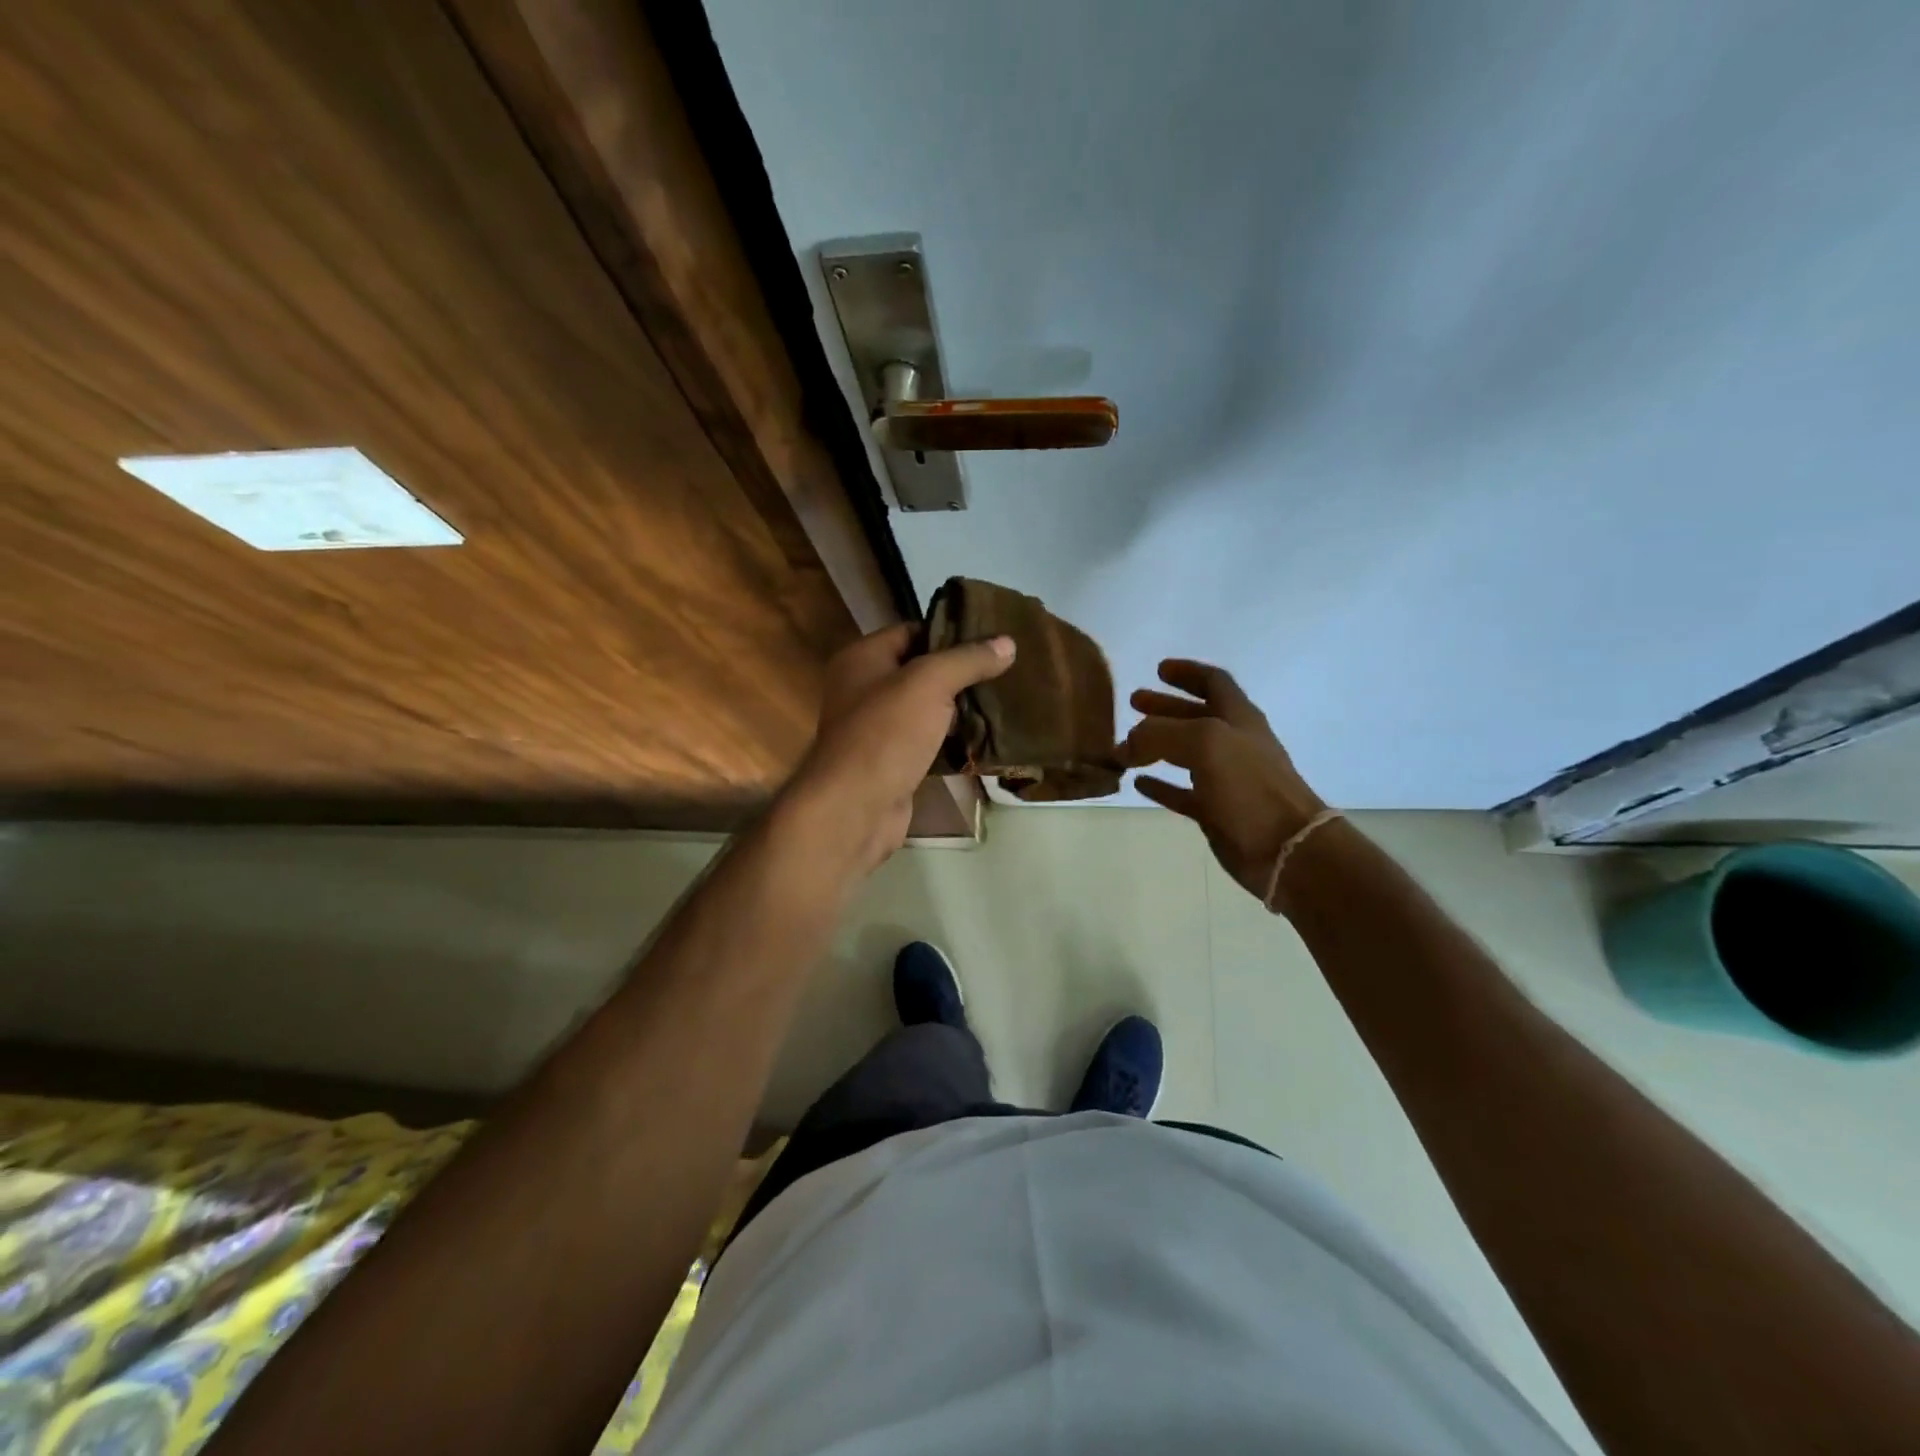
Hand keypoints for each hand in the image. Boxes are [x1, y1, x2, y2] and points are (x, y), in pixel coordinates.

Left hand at [782, 623, 1014, 872]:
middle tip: (1004, 669)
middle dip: (959, 672)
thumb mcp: (930, 683)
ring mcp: (876, 728)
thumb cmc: (886, 733)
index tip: (992, 637)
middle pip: (919, 670)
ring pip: (925, 708)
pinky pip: (927, 740)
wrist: (856, 808)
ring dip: (958, 707)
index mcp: (862, 658)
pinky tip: (985, 737)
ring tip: (1001, 699)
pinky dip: (951, 739)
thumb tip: (1007, 642)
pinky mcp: (891, 762)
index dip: (949, 632)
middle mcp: (863, 689)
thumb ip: (967, 659)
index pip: (911, 631)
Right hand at [1124, 660, 1327, 903]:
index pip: (1213, 682)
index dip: (1187, 672)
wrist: (1285, 847)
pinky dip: (1160, 784)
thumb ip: (1159, 734)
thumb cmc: (1249, 784)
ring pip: (1185, 754)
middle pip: (1195, 716)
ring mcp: (1225, 778)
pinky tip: (1137, 782)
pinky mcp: (1215, 811)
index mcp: (1238, 717)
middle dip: (1165, 706)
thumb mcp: (1204, 742)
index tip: (1159, 669)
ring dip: (1157, 744)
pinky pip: (1181, 792)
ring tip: (1126, 745)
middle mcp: (1232, 743)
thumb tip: (1126, 745)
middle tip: (1134, 702)